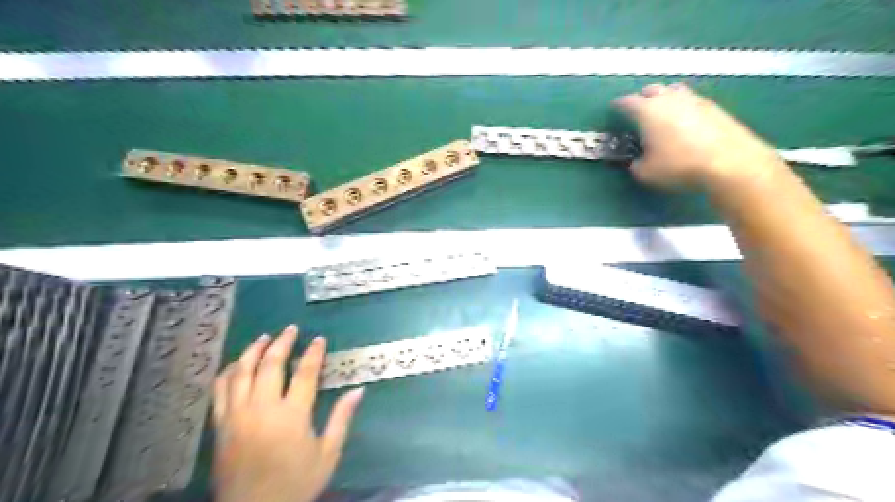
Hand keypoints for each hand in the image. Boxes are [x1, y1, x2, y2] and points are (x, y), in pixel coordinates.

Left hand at [212, 325, 362, 500]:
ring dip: (253, 351)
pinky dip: (228, 372)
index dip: (313, 353)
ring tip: (264, 338)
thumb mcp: (327, 454)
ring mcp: (237, 415)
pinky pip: (219, 390)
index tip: (319, 339)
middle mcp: (262, 409)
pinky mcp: (221, 425)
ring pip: (241, 372)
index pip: (304, 374)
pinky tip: (236, 364)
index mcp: (291, 416)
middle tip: (291, 329)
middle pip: (270, 365)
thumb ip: (342, 419)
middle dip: (282, 343)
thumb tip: (359, 390)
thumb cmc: (296, 483)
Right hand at [612, 83, 785, 191]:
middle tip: (638, 110)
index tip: (614, 108)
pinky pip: (692, 101)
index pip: (627, 102)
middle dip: (642, 98)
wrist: (728, 162)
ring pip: (674, 91)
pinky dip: (684, 107)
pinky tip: (685, 121)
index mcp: (648, 111)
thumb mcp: (646, 173)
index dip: (618, 105)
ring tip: (663, 111)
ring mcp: (694, 100)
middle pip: (652, 90)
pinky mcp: (715, 107)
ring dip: (665, 98)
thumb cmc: (679, 166)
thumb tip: (636, 161)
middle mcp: (669, 99)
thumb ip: (635, 164)